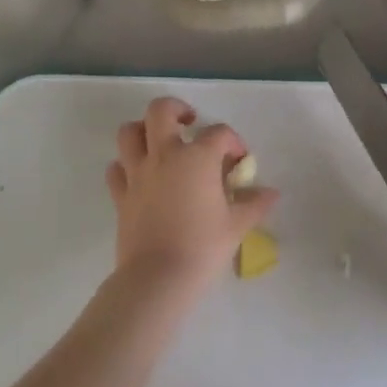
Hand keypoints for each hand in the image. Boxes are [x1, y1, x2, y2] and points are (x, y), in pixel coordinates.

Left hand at [105, 97, 279, 299]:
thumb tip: (271, 193)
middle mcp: (165, 156)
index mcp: (197, 158)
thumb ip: (254, 204)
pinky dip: (126, 166)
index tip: (240, 162)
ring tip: (160, 142)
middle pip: (161, 111)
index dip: (233, 142)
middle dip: (177, 109)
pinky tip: (140, 176)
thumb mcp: (237, 226)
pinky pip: (116, 169)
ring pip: (129, 133)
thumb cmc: (204, 247)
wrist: (159, 277)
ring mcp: (138, 173)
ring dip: (144, 130)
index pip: (219, 134)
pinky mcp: (121, 195)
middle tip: (190, 122)